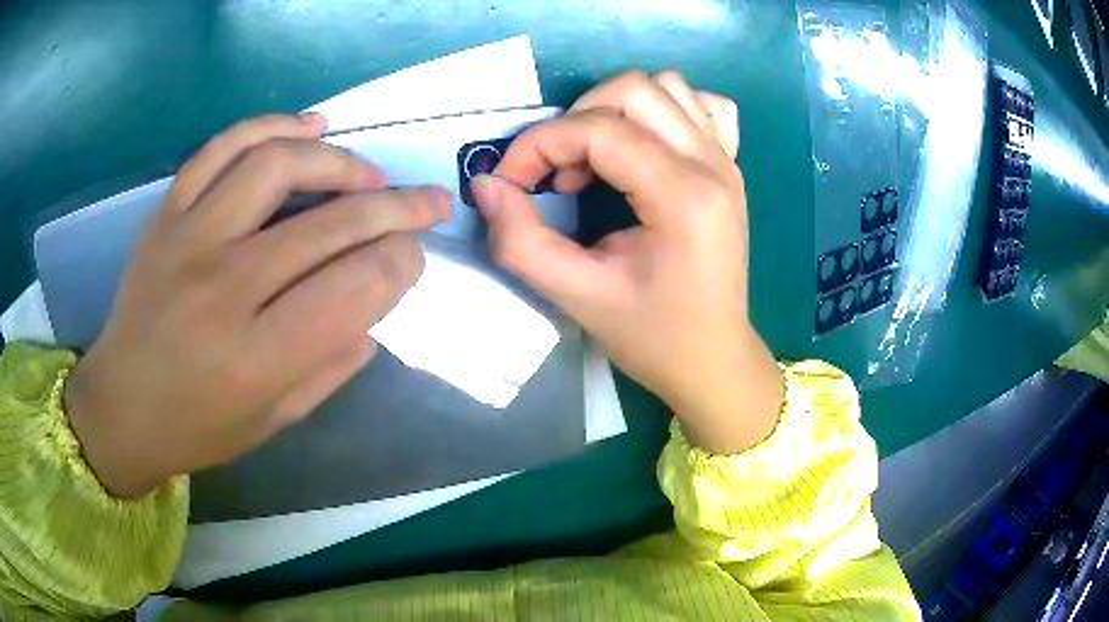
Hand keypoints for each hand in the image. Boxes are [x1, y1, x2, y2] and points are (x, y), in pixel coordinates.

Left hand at [66, 114, 451, 497]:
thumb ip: (334, 361)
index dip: (402, 264)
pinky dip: (273, 126)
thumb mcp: (277, 418)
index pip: (356, 287)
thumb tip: (377, 300)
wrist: (122, 405)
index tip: (414, 258)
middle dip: (398, 209)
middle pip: (331, 224)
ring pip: (279, 164)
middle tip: (429, 201)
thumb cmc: (200, 426)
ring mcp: (189, 239)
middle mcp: (224, 288)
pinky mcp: (167, 213)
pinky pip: (224, 147)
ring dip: (339, 160)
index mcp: (258, 358)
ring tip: (367, 174)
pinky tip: (308, 126)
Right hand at [472, 72, 782, 454]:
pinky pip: (701, 106)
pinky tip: (645, 146)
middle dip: (575, 119)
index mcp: (684, 197)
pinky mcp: (730, 166)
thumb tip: (487, 186)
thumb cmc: (653, 337)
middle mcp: (713, 165)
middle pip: (634, 90)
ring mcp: (727, 161)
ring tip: (594, 160)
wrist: (714, 360)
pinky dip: (663, 110)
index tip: (511, 182)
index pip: (599, 130)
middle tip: (554, 171)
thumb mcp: (578, 298)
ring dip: (615, 109)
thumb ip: (521, 242)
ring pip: (667, 87)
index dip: (539, 145)